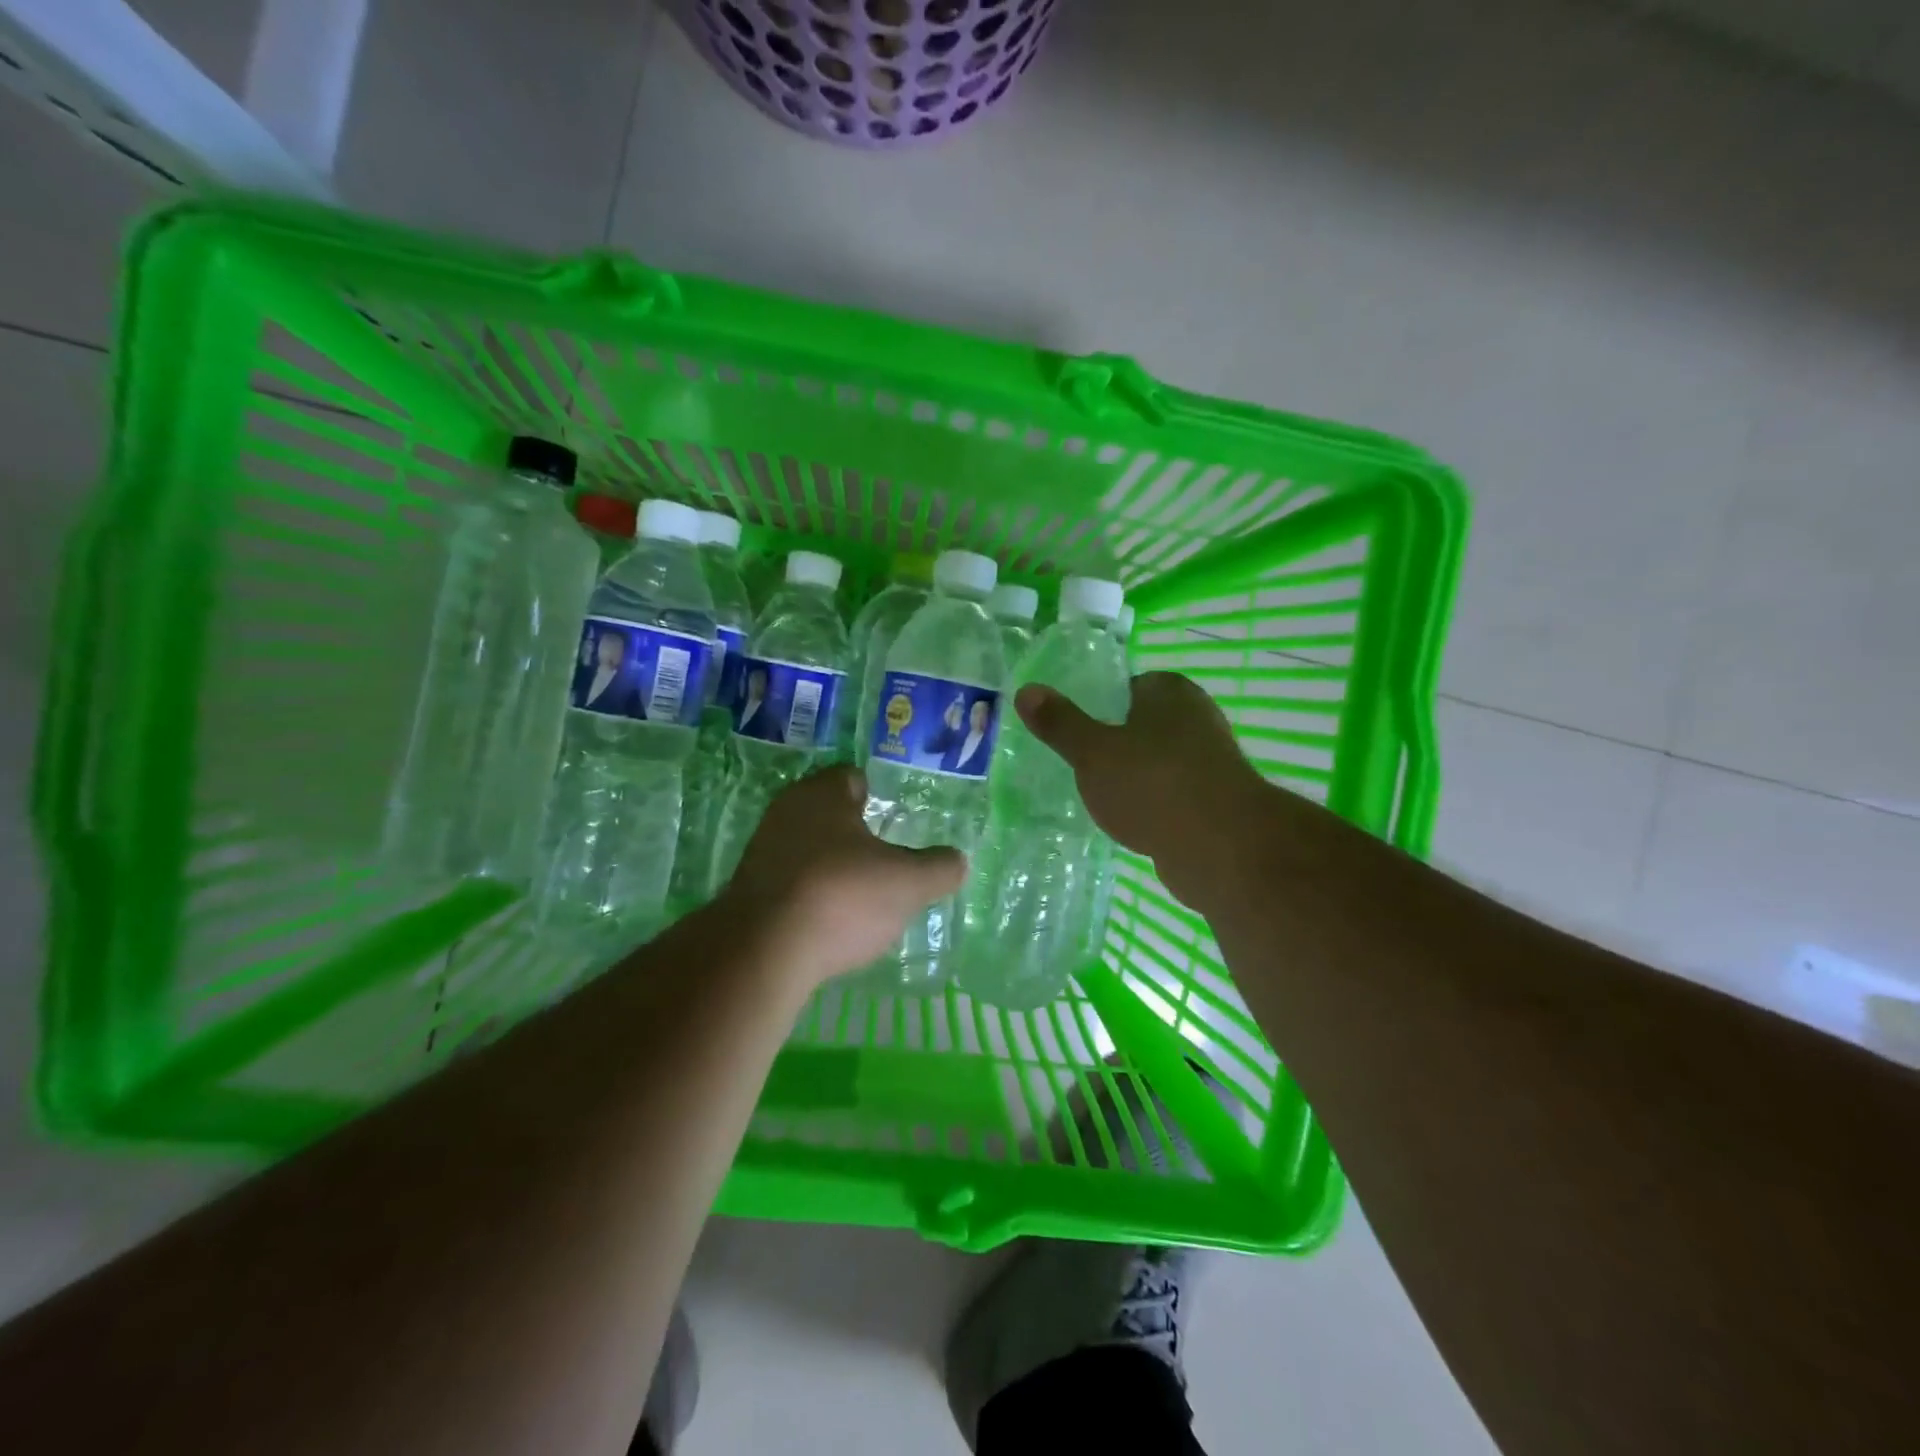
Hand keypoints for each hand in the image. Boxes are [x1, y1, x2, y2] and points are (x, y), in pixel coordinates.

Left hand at [723, 765, 966, 987]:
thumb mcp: (908, 883)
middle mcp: (786, 812)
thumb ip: (938, 868)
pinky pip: (790, 883)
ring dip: (831, 866)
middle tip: (887, 857)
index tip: (896, 819)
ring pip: (807, 849)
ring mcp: (761, 852)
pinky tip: (829, 921)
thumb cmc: (842, 895)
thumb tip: (957, 862)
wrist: (763, 951)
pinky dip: (810, 895)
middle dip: (855, 833)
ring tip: (861, 894)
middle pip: (828, 814)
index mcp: (822, 793)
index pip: (852, 778)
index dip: (877, 794)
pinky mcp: (747, 892)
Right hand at [1014, 672, 1274, 910]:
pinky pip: (1169, 794)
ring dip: (1132, 777)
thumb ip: (1060, 723)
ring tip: (1097, 797)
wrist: (1222, 848)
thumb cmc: (1152, 784)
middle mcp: (1196, 717)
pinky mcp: (1214, 800)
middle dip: (1113, 744)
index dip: (1097, 707)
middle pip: (1141, 724)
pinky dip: (1150, 804)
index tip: (1073, 732)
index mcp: (1170, 691)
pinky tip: (1129, 822)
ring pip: (1155, 761)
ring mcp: (1209, 760)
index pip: (1126, 687)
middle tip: (1078, 766)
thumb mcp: (1092, 752)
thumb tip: (1025, 690)